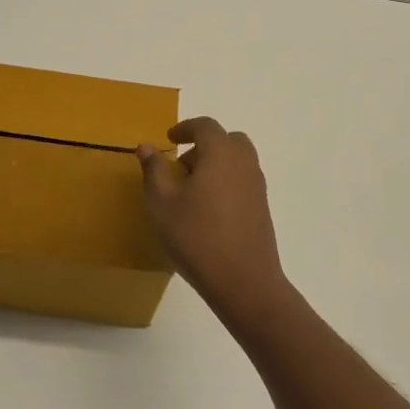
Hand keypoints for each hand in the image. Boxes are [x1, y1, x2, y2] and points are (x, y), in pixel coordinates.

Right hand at [137, 117, 292, 327]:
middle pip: (227, 140)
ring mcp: (257, 186)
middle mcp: (243, 163)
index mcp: (220, 153)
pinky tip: (208, 210)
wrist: (244, 282)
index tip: (169, 139)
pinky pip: (243, 181)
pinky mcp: (262, 209)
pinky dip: (226, 182)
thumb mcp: (162, 203)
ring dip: (216, 164)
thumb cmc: (197, 236)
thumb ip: (154, 170)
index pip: (205, 126)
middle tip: (182, 165)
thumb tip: (146, 146)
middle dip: (204, 145)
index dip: (185, 128)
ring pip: (237, 161)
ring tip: (192, 190)